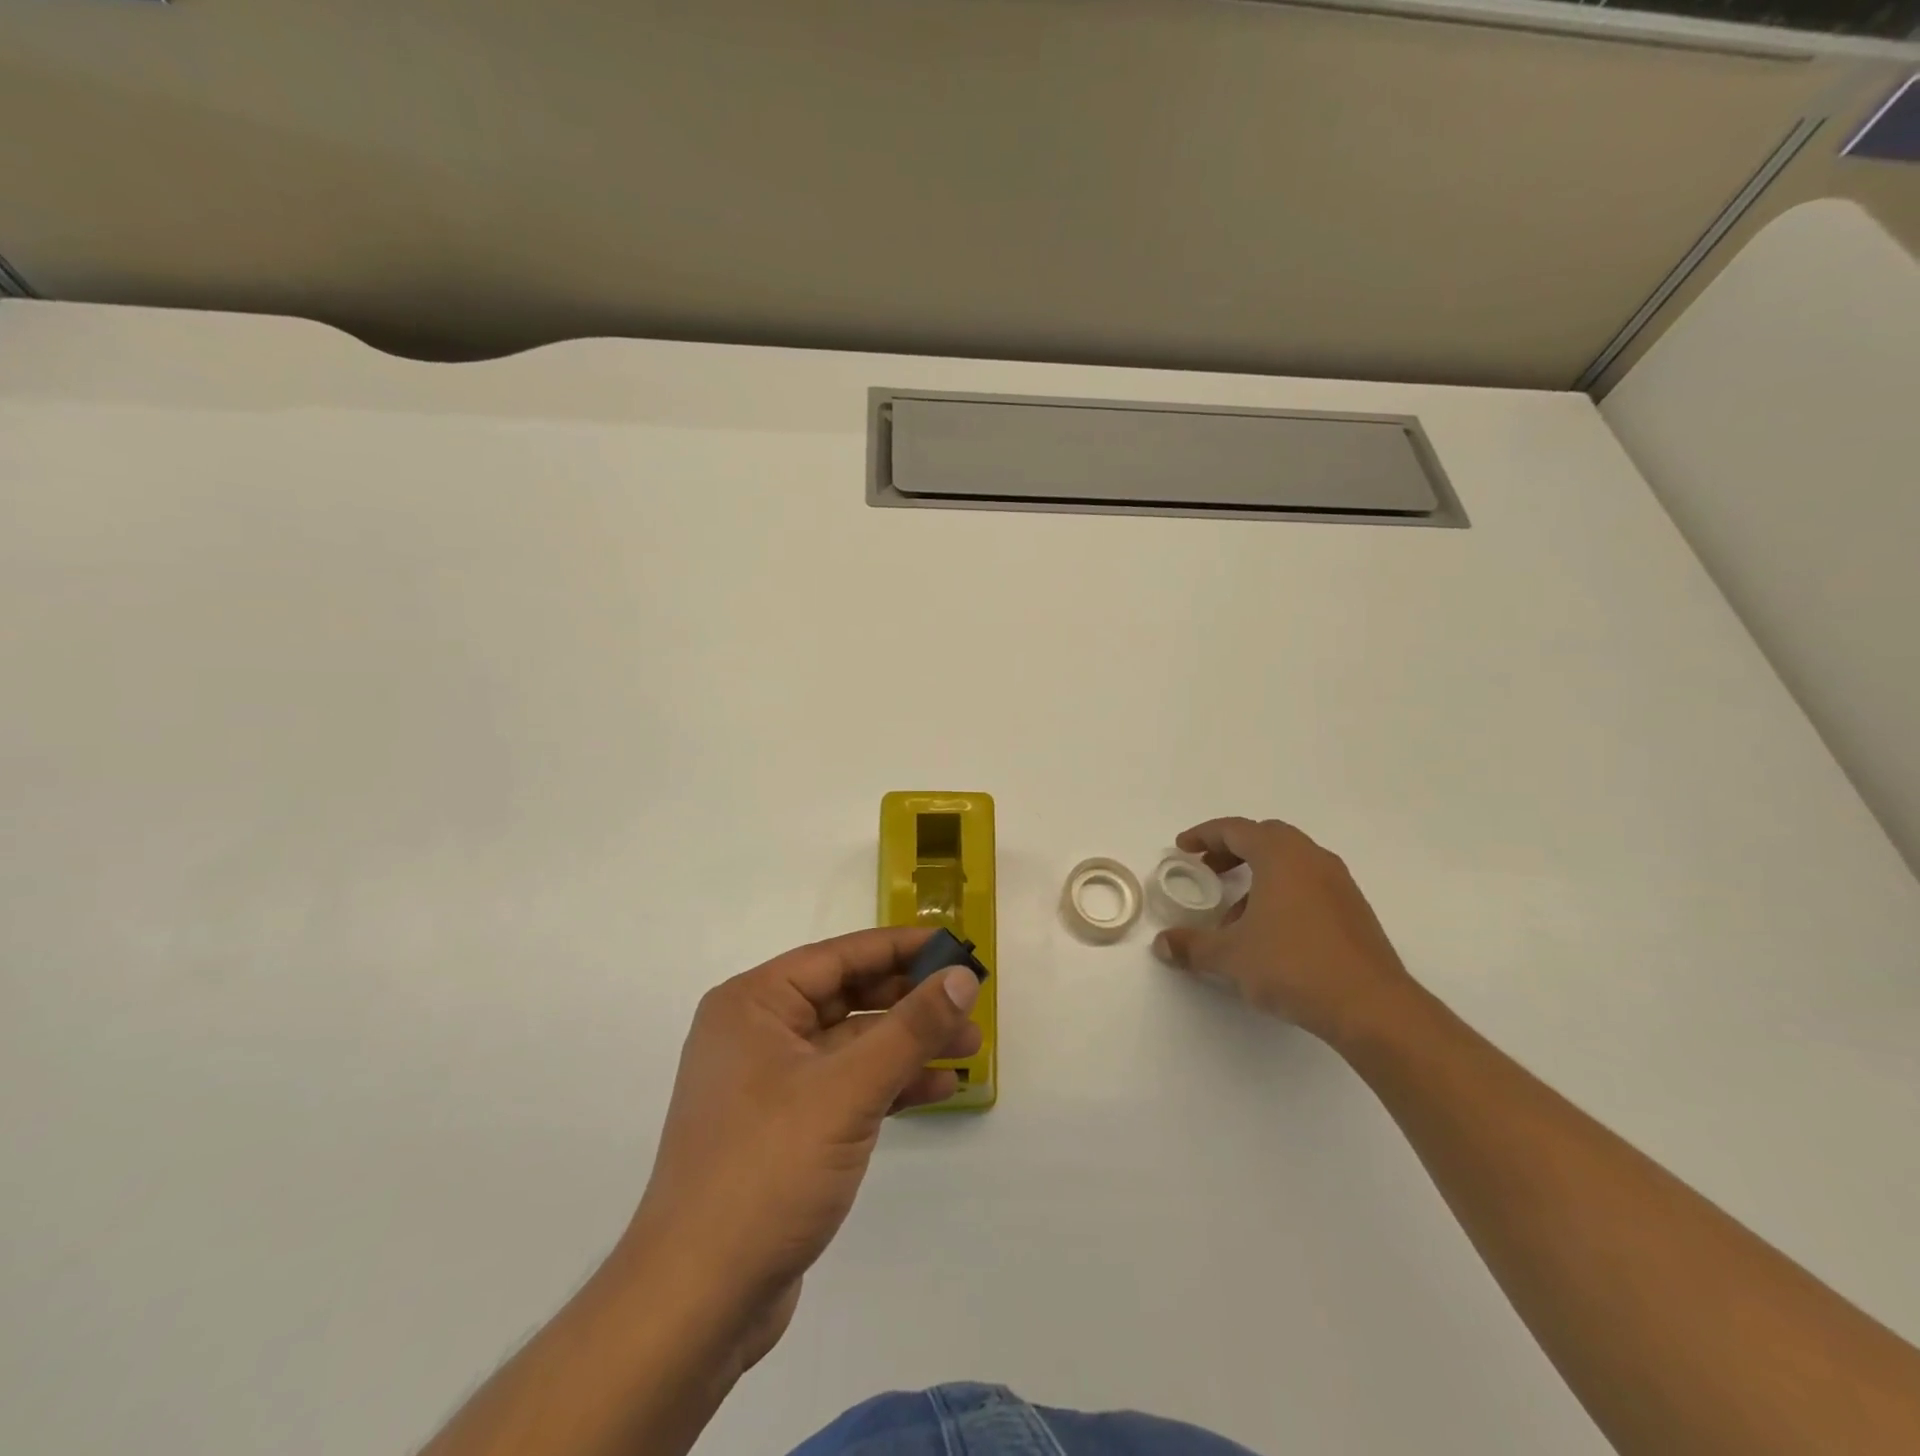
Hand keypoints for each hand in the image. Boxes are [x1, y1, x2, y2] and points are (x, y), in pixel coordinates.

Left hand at [621, 926, 981, 1371]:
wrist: (697, 1302)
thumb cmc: (767, 1170)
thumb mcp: (848, 1090)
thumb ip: (910, 1029)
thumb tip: (962, 976)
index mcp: (754, 1004)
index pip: (839, 956)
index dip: (900, 947)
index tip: (953, 947)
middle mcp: (757, 1032)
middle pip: (847, 997)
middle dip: (910, 1002)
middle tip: (969, 1004)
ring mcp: (768, 1083)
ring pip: (851, 1044)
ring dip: (906, 1045)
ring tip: (969, 1049)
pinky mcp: (784, 1128)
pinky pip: (844, 1086)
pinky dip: (888, 1084)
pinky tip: (937, 1088)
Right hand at [1153, 817, 1415, 1045]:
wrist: (1372, 1007)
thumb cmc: (1293, 965)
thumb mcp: (1231, 957)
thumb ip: (1193, 946)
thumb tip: (1162, 945)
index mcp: (1281, 856)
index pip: (1236, 830)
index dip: (1204, 835)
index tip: (1183, 848)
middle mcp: (1312, 859)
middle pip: (1266, 838)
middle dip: (1232, 850)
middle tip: (1209, 871)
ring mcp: (1339, 884)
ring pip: (1290, 863)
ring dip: (1258, 876)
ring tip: (1234, 914)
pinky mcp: (1354, 911)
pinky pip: (1309, 886)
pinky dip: (1282, 894)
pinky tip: (1269, 934)